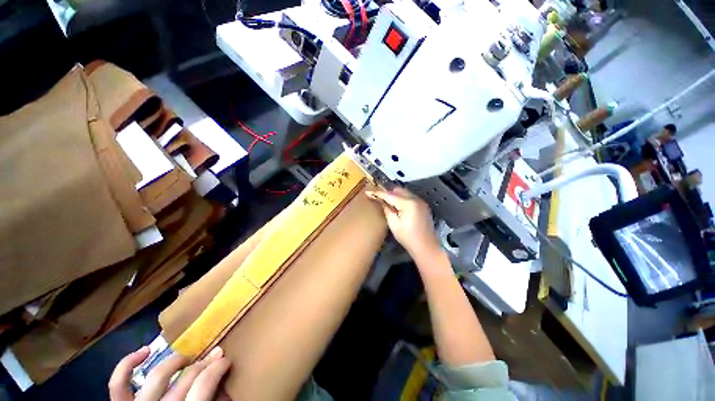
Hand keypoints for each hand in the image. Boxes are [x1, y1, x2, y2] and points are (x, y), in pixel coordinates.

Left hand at [109, 346, 230, 400]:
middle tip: (214, 355)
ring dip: (176, 361)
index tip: (226, 361)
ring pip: (158, 375)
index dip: (218, 367)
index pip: (204, 384)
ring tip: (187, 358)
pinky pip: (118, 384)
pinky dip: (127, 364)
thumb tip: (225, 385)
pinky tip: (145, 351)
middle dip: (204, 362)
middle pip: (186, 377)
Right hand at [365, 187, 440, 258]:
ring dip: (395, 194)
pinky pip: (410, 197)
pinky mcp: (423, 206)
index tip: (368, 192)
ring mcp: (421, 202)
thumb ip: (387, 209)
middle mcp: (416, 199)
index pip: (390, 195)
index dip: (378, 193)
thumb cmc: (408, 237)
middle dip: (387, 192)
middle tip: (378, 197)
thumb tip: (381, 201)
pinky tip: (397, 205)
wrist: (426, 246)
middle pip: (398, 190)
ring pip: (404, 192)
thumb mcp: (394, 224)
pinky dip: (402, 198)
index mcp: (408, 203)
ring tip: (386, 201)